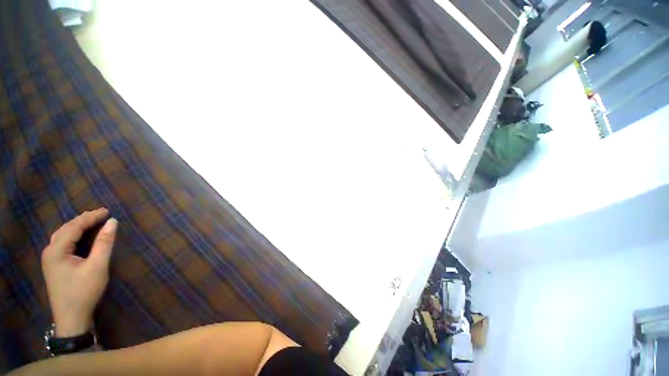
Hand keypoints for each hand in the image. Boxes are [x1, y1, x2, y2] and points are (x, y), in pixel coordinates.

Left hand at [41, 208, 117, 336]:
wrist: (71, 317)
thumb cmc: (84, 291)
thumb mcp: (98, 266)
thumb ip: (104, 243)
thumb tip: (113, 222)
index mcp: (57, 250)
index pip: (74, 226)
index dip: (91, 217)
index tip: (108, 211)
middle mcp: (50, 250)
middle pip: (66, 228)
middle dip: (83, 219)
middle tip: (101, 214)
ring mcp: (50, 258)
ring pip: (62, 235)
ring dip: (77, 226)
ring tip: (92, 221)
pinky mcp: (54, 265)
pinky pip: (62, 243)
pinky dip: (73, 235)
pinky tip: (80, 236)